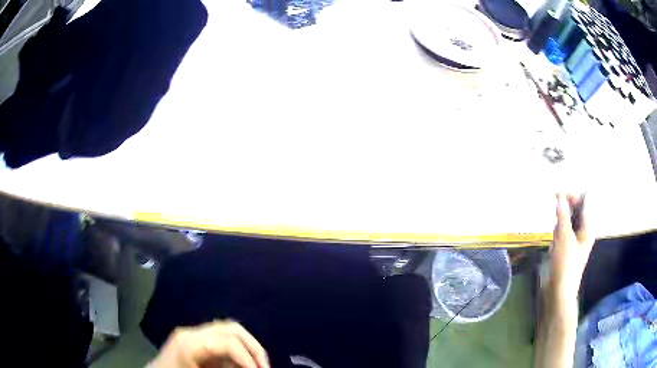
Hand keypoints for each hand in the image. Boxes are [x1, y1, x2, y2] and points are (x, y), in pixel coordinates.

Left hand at [147, 320, 269, 367]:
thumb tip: (251, 366)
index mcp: (189, 342)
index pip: (228, 341)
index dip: (249, 357)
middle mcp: (191, 332)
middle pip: (230, 327)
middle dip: (253, 347)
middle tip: (264, 366)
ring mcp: (191, 334)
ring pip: (227, 330)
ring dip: (246, 347)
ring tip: (256, 365)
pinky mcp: (193, 340)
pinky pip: (220, 340)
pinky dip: (235, 351)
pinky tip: (239, 365)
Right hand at [549, 193, 594, 298]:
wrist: (558, 292)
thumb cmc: (565, 264)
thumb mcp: (564, 237)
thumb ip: (563, 215)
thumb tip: (560, 196)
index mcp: (587, 227)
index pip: (583, 201)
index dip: (571, 195)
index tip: (556, 194)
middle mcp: (583, 231)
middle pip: (576, 210)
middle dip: (565, 207)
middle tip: (554, 210)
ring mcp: (575, 240)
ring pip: (568, 221)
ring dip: (560, 219)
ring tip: (554, 227)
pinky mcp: (566, 248)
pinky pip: (563, 232)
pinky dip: (557, 230)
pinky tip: (553, 239)